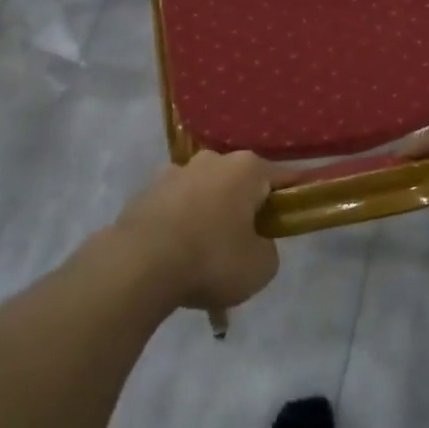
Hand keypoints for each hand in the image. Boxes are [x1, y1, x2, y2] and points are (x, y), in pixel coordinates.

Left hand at [114, 151, 280, 311]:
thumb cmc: (212, 259)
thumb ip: (267, 248)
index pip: (280, 178)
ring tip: (202, 257)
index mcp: (246, 168)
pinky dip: (178, 227)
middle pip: (237, 183)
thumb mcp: (261, 267)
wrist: (138, 266)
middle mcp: (211, 160)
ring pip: (202, 194)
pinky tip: (174, 258)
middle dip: (242, 208)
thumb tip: (255, 243)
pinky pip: (173, 209)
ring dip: (207, 216)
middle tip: (243, 245)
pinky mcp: (144, 192)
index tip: (289, 219)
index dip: (290, 199)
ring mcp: (173, 172)